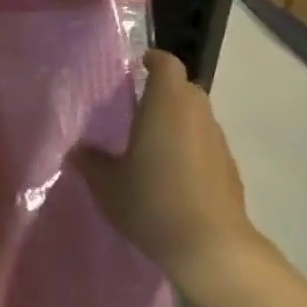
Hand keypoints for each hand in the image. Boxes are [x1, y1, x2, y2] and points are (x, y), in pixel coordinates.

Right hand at [70, 50, 257, 290]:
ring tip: (152, 145)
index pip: (166, 63)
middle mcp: (196, 112)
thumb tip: (76, 151)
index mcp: (166, 104)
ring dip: (177, 121)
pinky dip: (190, 147)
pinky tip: (174, 175)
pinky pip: (206, 143)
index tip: (136, 67)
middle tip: (135, 110)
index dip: (153, 60)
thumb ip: (91, 162)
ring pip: (196, 116)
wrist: (210, 246)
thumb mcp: (108, 185)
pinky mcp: (230, 166)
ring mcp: (218, 139)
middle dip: (162, 93)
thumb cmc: (152, 202)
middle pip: (183, 88)